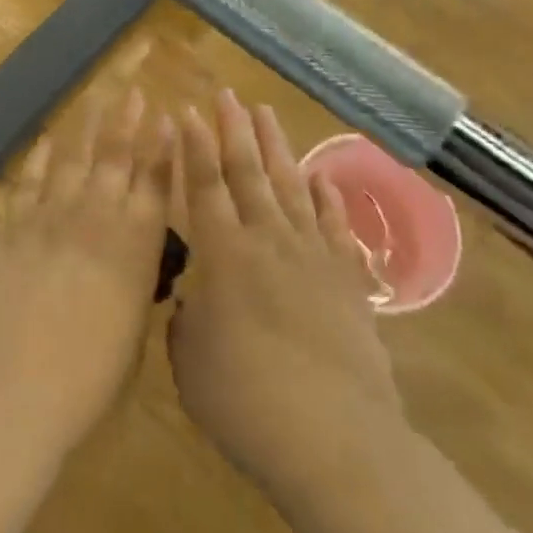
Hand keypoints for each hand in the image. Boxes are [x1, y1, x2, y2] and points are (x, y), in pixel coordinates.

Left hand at [0, 89, 174, 449]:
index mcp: (135, 243)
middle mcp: (97, 216)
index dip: (163, 147)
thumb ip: (137, 279)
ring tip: (97, 100)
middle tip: (134, 93)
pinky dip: (39, 159)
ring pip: (73, 158)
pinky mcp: (13, 227)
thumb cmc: (92, 376)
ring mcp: (51, 215)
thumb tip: (136, 253)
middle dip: (128, 121)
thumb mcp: (135, 326)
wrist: (18, 387)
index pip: (155, 181)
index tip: (168, 117)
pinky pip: (28, 182)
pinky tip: (48, 141)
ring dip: (87, 127)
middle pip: (116, 156)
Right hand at [168, 91, 405, 503]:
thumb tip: (194, 299)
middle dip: (234, 129)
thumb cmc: (247, 403)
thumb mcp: (191, 365)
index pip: (204, 186)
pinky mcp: (346, 276)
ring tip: (265, 112)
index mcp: (223, 256)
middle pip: (247, 171)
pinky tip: (320, 175)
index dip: (194, 147)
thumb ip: (186, 321)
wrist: (335, 438)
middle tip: (226, 94)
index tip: (188, 110)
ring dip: (275, 146)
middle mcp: (267, 240)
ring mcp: (311, 254)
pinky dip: (326, 195)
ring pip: (289, 185)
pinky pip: (334, 223)